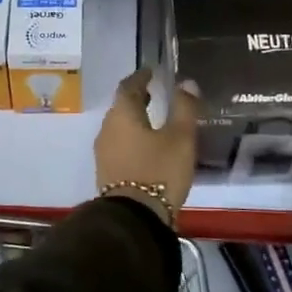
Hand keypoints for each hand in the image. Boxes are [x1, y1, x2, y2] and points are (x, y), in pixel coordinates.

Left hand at [95, 70, 200, 223]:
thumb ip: (184, 108)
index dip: (140, 77)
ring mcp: (104, 152)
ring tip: (153, 118)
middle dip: (136, 98)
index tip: (151, 72)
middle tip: (153, 93)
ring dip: (134, 119)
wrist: (134, 219)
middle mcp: (107, 129)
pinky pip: (119, 144)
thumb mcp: (180, 138)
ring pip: (119, 126)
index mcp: (122, 114)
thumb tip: (187, 82)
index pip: (128, 86)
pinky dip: (131, 137)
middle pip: (121, 106)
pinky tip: (146, 146)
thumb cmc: (159, 171)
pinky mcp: (107, 172)